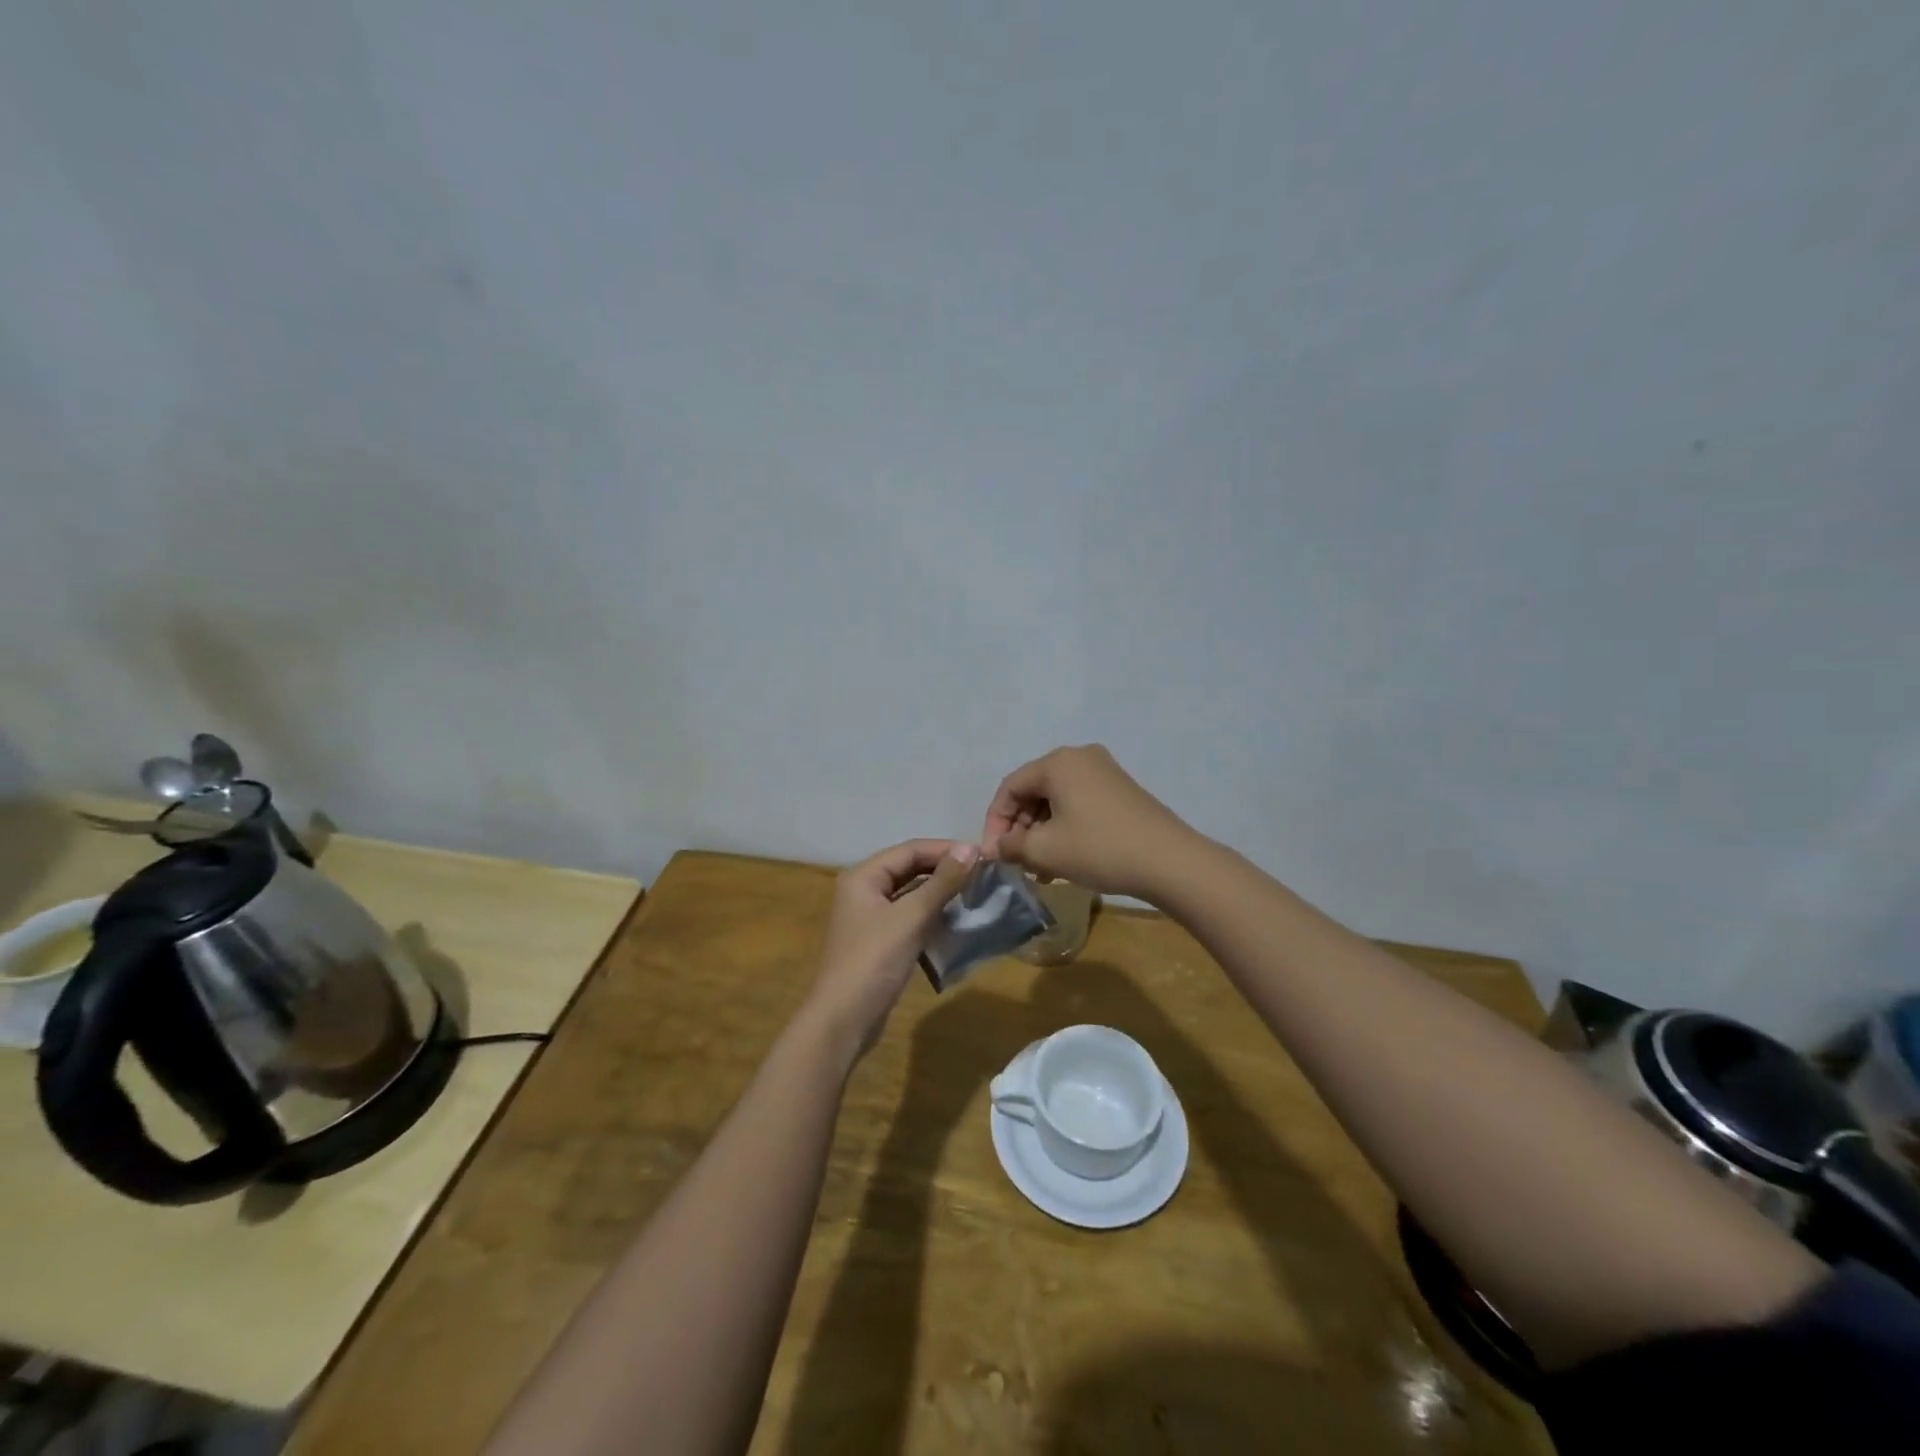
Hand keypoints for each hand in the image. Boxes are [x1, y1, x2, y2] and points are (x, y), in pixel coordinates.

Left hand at [803, 839, 979, 1062]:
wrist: (844, 1020)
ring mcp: (869, 917)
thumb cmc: (875, 960)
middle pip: (909, 869)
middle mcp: (863, 890)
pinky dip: (931, 915)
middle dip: (944, 870)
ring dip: (939, 893)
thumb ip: (942, 882)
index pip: (910, 850)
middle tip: (982, 874)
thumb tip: (971, 848)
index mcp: (864, 876)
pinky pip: (909, 917)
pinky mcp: (878, 941)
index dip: (946, 849)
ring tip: (974, 894)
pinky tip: (955, 921)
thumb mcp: (911, 917)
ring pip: (910, 894)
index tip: (982, 855)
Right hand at [981, 744, 1200, 899]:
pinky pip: (1079, 802)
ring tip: (1040, 867)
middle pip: (1034, 790)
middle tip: (1016, 862)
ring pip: (1056, 799)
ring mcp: (1104, 771)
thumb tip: (994, 848)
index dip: (995, 822)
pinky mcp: (1121, 789)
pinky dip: (1064, 827)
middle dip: (1020, 827)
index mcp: (1057, 762)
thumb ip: (1011, 845)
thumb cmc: (1099, 849)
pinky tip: (1065, 858)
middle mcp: (1080, 757)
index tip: (994, 855)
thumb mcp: (1046, 850)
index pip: (1010, 787)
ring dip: (1042, 831)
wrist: (1170, 861)